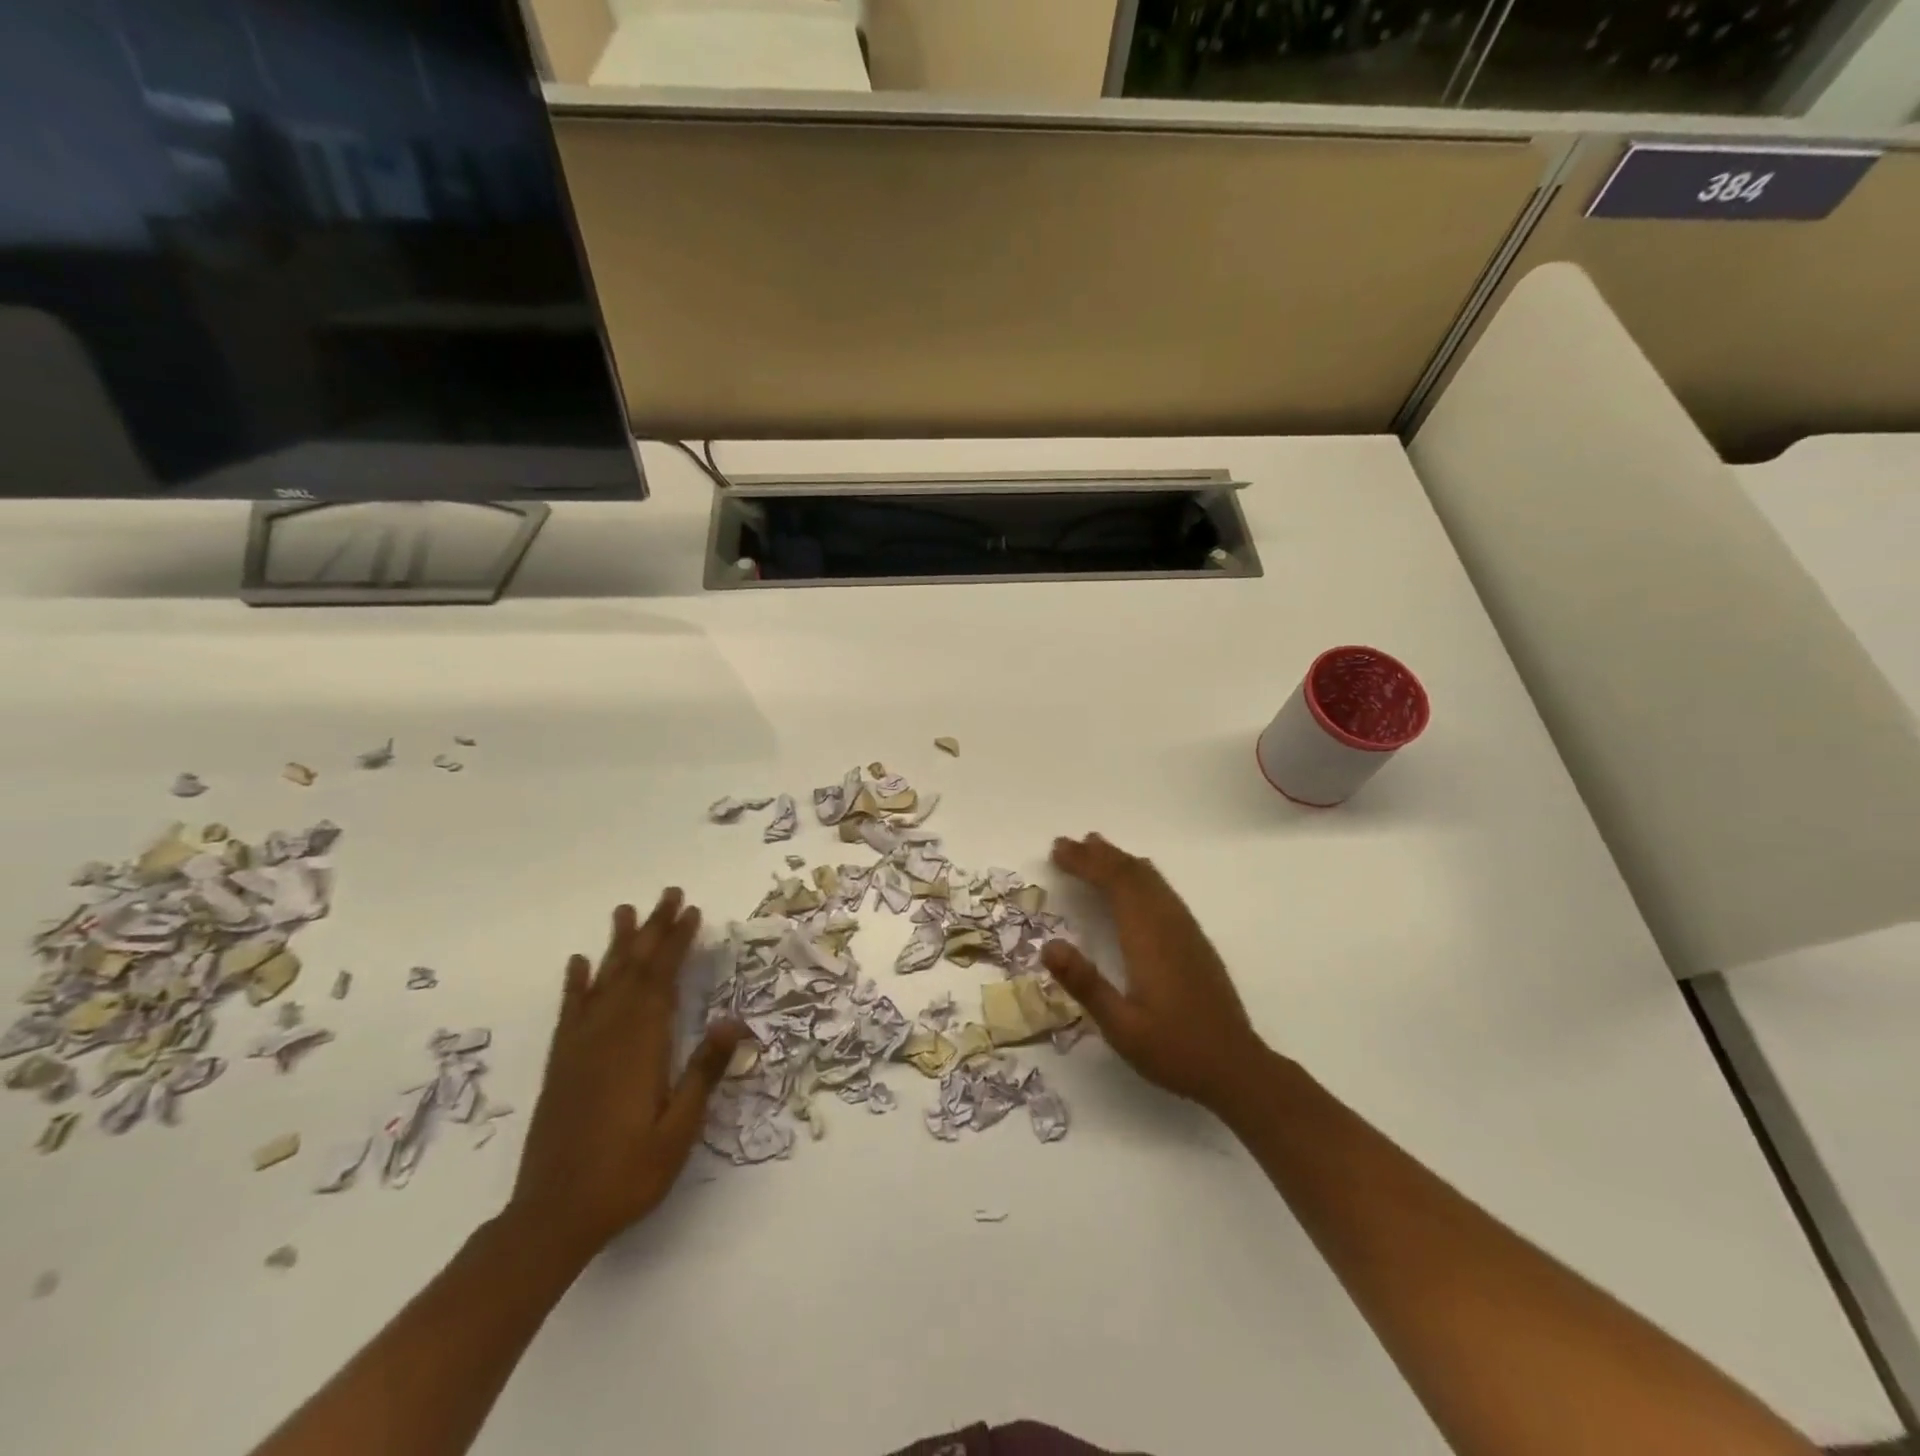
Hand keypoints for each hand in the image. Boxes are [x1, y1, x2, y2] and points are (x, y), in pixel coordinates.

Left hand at [508, 890, 743, 1260]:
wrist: (551, 1218)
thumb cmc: (627, 1174)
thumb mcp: (678, 1130)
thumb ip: (704, 1072)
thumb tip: (733, 1020)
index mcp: (640, 1046)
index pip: (662, 979)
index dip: (677, 942)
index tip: (692, 912)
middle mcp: (607, 1035)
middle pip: (633, 969)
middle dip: (653, 929)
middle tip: (668, 894)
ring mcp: (579, 1048)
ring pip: (602, 981)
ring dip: (617, 944)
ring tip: (626, 911)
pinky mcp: (560, 1065)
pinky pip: (569, 1012)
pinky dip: (575, 984)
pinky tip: (578, 964)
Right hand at [1043, 833, 1268, 1113]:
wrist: (1237, 1068)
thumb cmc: (1174, 1050)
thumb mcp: (1121, 1026)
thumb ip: (1086, 984)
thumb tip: (1048, 945)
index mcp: (1148, 938)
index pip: (1115, 884)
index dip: (1085, 863)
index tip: (1058, 851)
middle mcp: (1168, 924)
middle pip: (1133, 874)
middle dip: (1098, 855)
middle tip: (1065, 843)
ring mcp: (1186, 930)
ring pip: (1151, 880)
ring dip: (1121, 861)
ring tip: (1095, 848)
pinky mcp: (1195, 941)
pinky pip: (1164, 891)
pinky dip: (1141, 876)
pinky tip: (1135, 881)